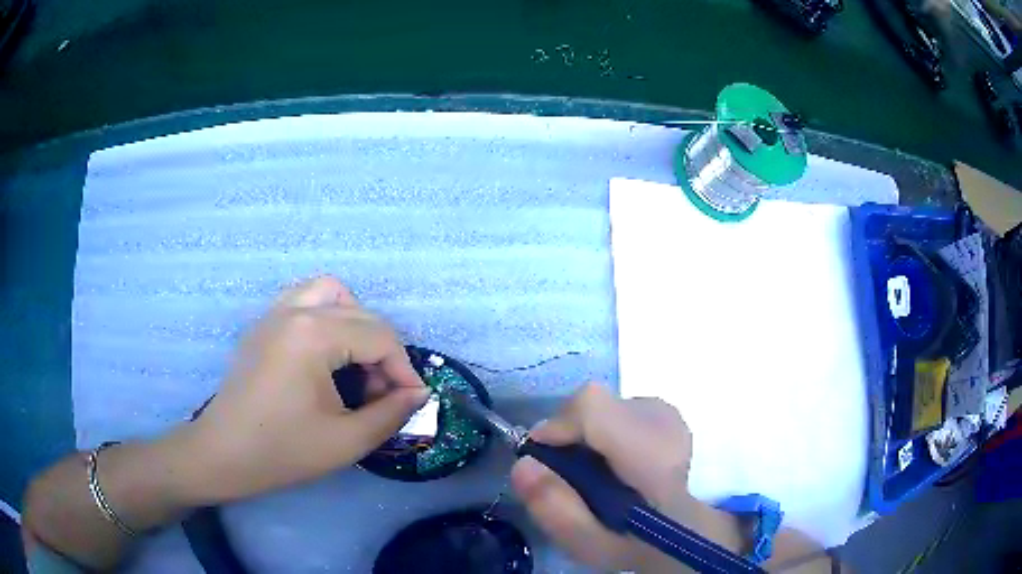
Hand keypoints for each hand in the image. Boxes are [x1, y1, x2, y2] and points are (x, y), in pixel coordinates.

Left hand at [179, 276, 428, 502]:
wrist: (222, 455)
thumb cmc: (282, 451)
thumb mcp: (346, 441)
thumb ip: (390, 414)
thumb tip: (417, 393)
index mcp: (315, 335)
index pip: (380, 338)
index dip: (404, 370)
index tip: (412, 401)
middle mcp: (295, 310)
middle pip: (360, 312)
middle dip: (383, 350)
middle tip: (384, 391)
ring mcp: (274, 313)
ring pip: (329, 292)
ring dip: (354, 319)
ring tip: (357, 361)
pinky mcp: (262, 325)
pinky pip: (302, 300)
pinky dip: (325, 315)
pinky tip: (326, 354)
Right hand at [511, 384, 741, 571]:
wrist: (689, 532)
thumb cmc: (639, 542)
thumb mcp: (590, 544)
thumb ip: (555, 509)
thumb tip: (524, 464)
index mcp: (651, 453)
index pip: (593, 406)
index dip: (557, 425)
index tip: (542, 458)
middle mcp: (664, 420)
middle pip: (594, 404)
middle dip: (568, 434)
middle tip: (567, 473)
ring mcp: (669, 413)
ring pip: (605, 407)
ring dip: (587, 434)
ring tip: (594, 472)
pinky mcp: (668, 412)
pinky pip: (619, 410)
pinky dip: (606, 432)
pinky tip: (616, 462)